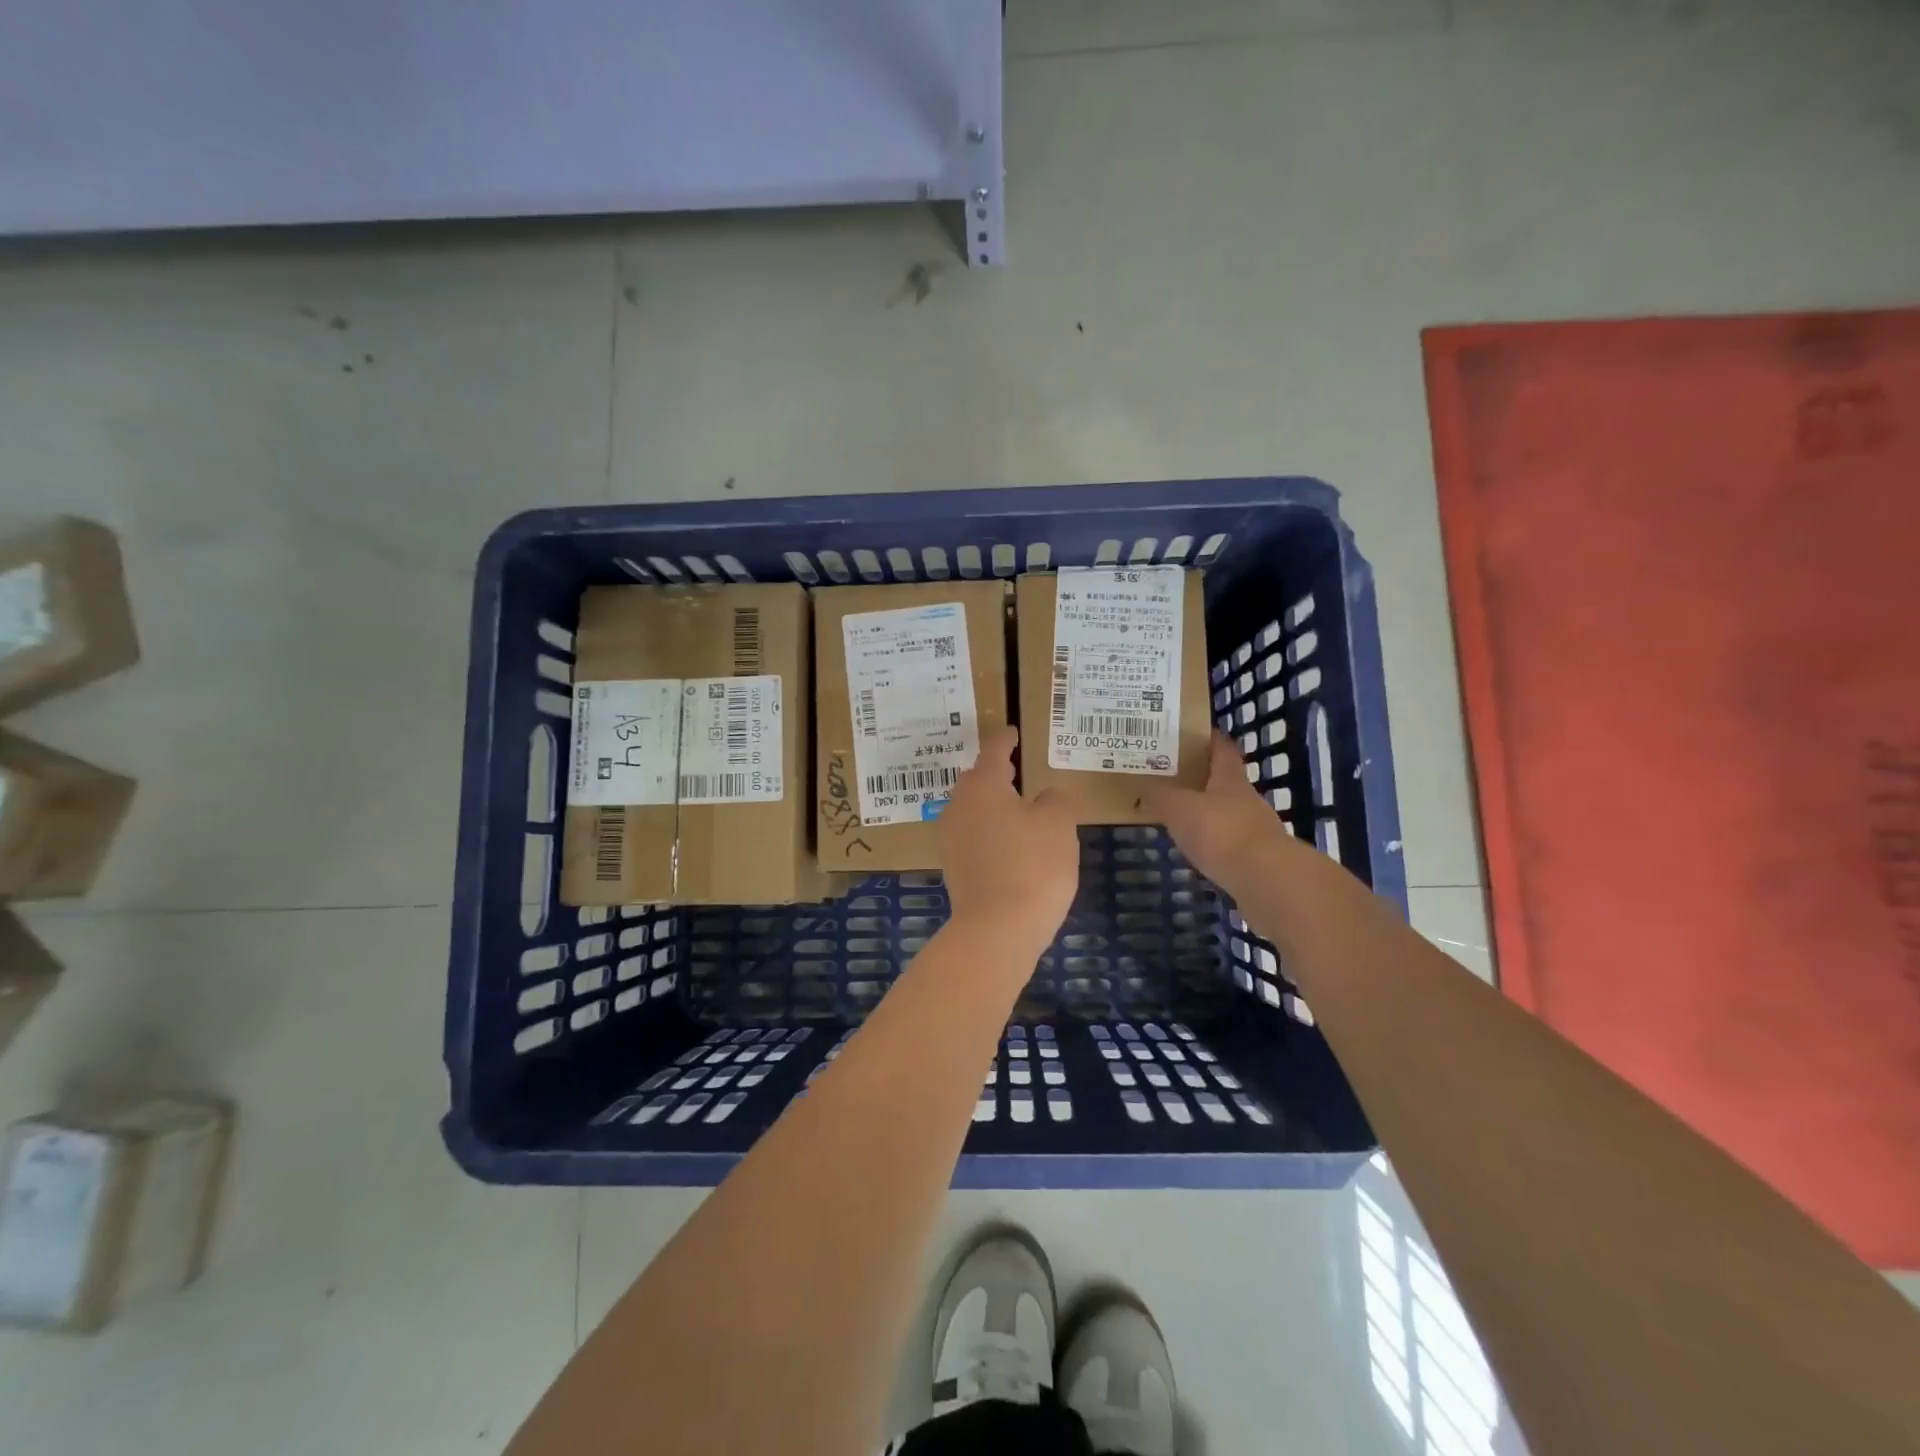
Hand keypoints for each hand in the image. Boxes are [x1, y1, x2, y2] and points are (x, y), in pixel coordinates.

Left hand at [937, 726, 1079, 947]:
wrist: (996, 929)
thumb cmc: (1032, 865)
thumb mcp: (1059, 824)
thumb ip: (1055, 799)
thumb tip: (1045, 797)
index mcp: (983, 785)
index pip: (994, 750)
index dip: (1006, 739)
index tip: (1013, 732)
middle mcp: (959, 805)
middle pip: (976, 780)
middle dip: (995, 772)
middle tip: (1016, 768)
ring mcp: (951, 838)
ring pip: (972, 809)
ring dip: (992, 805)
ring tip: (1017, 808)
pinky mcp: (953, 868)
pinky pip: (972, 837)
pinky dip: (990, 833)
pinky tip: (1009, 846)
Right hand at [1144, 734, 1288, 890]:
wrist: (1266, 879)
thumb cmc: (1220, 831)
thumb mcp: (1178, 808)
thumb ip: (1159, 796)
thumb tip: (1143, 787)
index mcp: (1230, 779)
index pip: (1222, 750)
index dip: (1210, 740)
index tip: (1193, 734)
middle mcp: (1247, 799)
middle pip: (1225, 782)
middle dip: (1202, 779)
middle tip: (1173, 778)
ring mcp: (1256, 830)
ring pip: (1227, 814)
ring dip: (1208, 813)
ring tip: (1180, 817)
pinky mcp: (1258, 859)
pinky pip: (1230, 843)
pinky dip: (1215, 843)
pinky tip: (1198, 850)